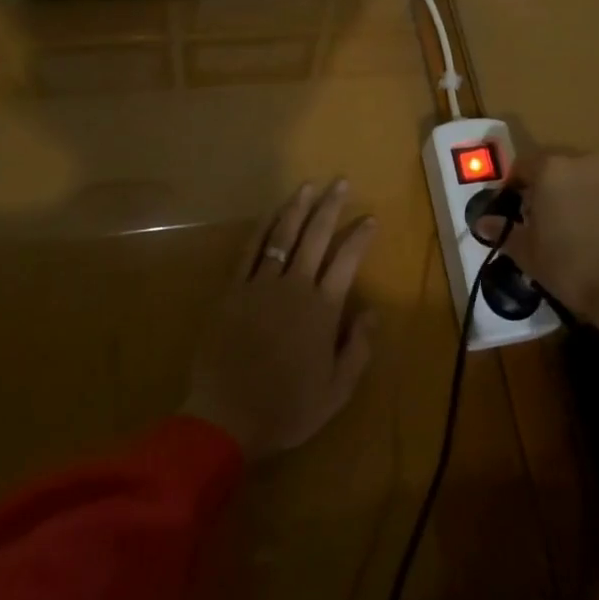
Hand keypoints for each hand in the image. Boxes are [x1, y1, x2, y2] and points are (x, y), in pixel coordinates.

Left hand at [182, 180, 377, 459]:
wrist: (226, 417)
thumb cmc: (287, 408)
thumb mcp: (337, 390)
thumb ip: (358, 348)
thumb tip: (372, 311)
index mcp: (323, 310)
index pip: (347, 261)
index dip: (360, 237)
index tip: (370, 218)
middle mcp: (295, 287)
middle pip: (316, 237)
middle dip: (330, 207)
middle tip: (341, 182)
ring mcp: (260, 285)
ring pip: (282, 236)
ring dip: (297, 208)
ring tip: (308, 186)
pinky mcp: (233, 290)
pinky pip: (249, 251)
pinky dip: (261, 229)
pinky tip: (270, 213)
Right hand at [484, 152, 598, 346]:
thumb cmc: (568, 264)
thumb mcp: (526, 251)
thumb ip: (502, 231)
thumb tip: (482, 222)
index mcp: (550, 168)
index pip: (520, 168)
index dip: (509, 191)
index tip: (505, 215)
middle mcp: (580, 165)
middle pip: (549, 173)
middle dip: (537, 194)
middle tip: (528, 224)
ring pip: (573, 185)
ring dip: (561, 203)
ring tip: (553, 237)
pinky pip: (594, 200)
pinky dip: (582, 213)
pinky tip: (579, 243)